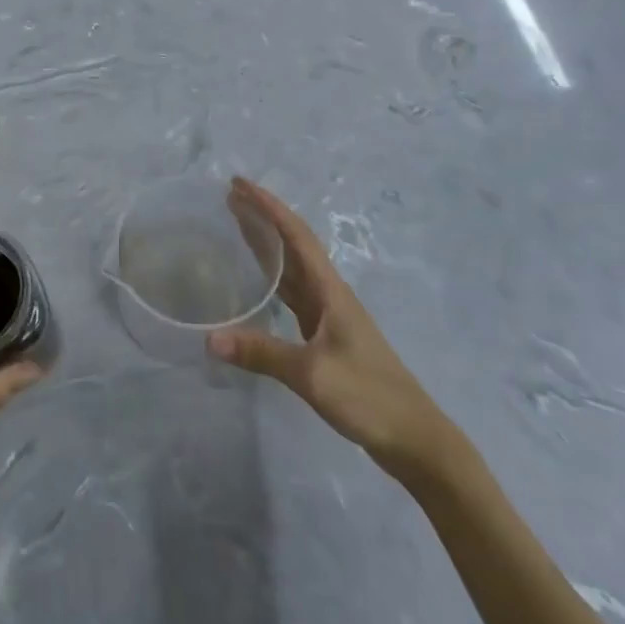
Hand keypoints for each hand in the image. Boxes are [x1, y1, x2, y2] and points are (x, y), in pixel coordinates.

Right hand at [209, 177, 458, 482]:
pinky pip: (293, 295)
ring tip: (237, 225)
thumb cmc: (368, 396)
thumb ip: (261, 353)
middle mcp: (329, 294)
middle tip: (231, 197)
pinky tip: (258, 282)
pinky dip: (273, 279)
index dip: (267, 206)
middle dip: (263, 218)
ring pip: (292, 268)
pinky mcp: (326, 337)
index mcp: (330, 290)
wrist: (415, 440)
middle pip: (293, 244)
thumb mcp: (312, 374)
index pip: (295, 234)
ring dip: (267, 245)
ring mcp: (329, 316)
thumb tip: (209, 339)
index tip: (238, 184)